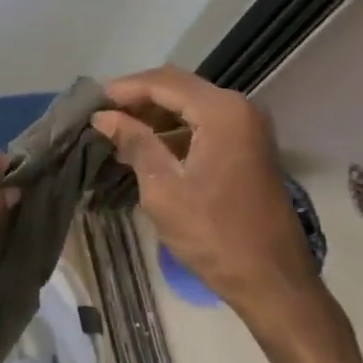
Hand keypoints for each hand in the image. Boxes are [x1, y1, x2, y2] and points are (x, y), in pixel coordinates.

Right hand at [93, 67, 362, 362]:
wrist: (272, 280)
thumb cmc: (214, 235)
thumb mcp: (164, 188)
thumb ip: (135, 143)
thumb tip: (104, 116)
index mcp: (222, 112)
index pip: (164, 83)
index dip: (124, 89)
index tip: (91, 102)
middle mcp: (240, 109)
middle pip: (179, 88)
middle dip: (138, 98)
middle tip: (101, 115)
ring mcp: (248, 128)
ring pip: (191, 105)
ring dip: (154, 114)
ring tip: (116, 131)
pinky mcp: (248, 147)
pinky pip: (204, 124)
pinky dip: (174, 129)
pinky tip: (146, 147)